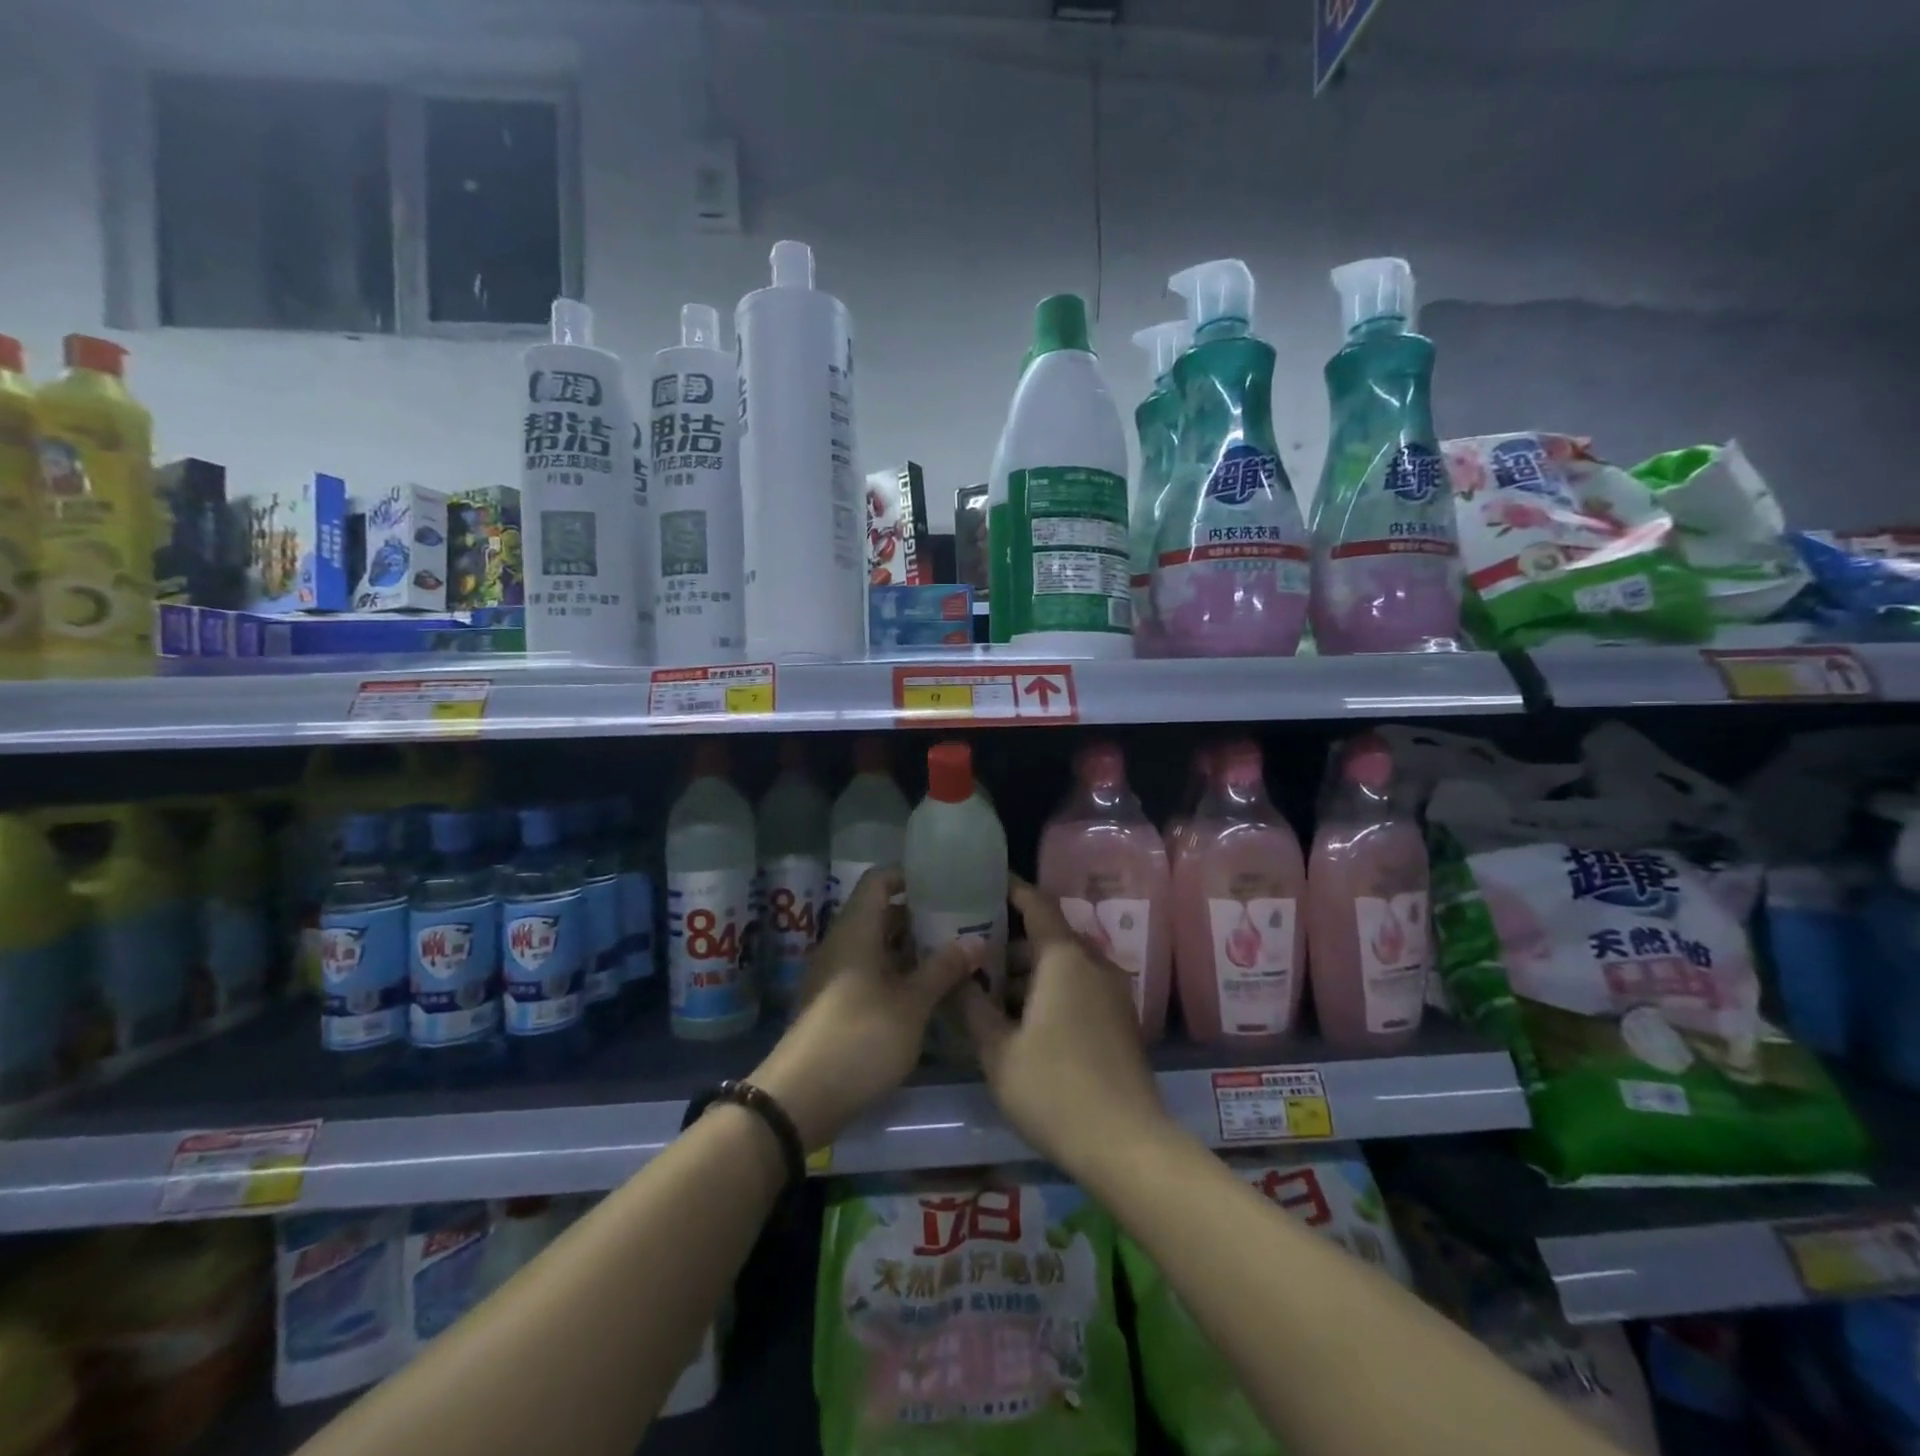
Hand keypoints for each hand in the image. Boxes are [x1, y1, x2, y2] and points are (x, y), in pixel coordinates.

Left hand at [750, 868, 978, 1149]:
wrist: (799, 1099)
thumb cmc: (860, 1038)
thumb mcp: (912, 1004)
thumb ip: (944, 969)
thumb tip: (976, 940)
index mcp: (856, 929)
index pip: (879, 879)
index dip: (910, 875)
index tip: (947, 882)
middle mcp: (842, 944)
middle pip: (882, 913)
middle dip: (921, 916)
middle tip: (963, 921)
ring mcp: (836, 975)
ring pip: (879, 946)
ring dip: (913, 949)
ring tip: (955, 955)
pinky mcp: (836, 1005)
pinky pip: (871, 973)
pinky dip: (900, 974)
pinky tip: (930, 991)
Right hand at [961, 878, 1171, 1171]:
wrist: (1126, 1144)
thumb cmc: (1054, 1089)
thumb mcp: (999, 1052)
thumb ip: (974, 1008)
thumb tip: (959, 978)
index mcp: (1064, 959)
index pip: (1037, 905)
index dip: (1012, 889)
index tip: (987, 880)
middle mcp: (1094, 965)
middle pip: (1049, 937)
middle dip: (1011, 942)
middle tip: (973, 952)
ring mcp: (1112, 993)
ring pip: (1064, 965)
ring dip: (1030, 971)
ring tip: (991, 992)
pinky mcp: (1120, 1020)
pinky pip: (1080, 987)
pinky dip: (1051, 989)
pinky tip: (1024, 1020)